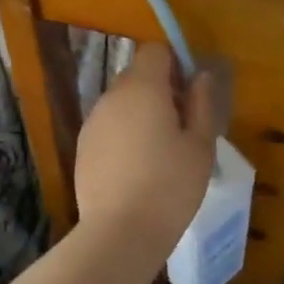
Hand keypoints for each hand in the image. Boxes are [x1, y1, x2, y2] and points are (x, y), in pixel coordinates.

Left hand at [73, 43, 218, 259]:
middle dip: (159, 89)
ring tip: (158, 153)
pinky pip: (108, 126)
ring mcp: (93, 120)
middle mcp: (113, 95)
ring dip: (140, 113)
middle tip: (180, 126)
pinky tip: (135, 169)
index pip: (154, 51)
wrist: (119, 233)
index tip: (188, 92)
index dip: (173, 63)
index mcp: (143, 87)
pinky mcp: (82, 146)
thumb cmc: (170, 186)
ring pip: (121, 102)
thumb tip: (200, 75)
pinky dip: (122, 135)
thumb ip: (202, 103)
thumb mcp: (201, 146)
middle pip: (137, 75)